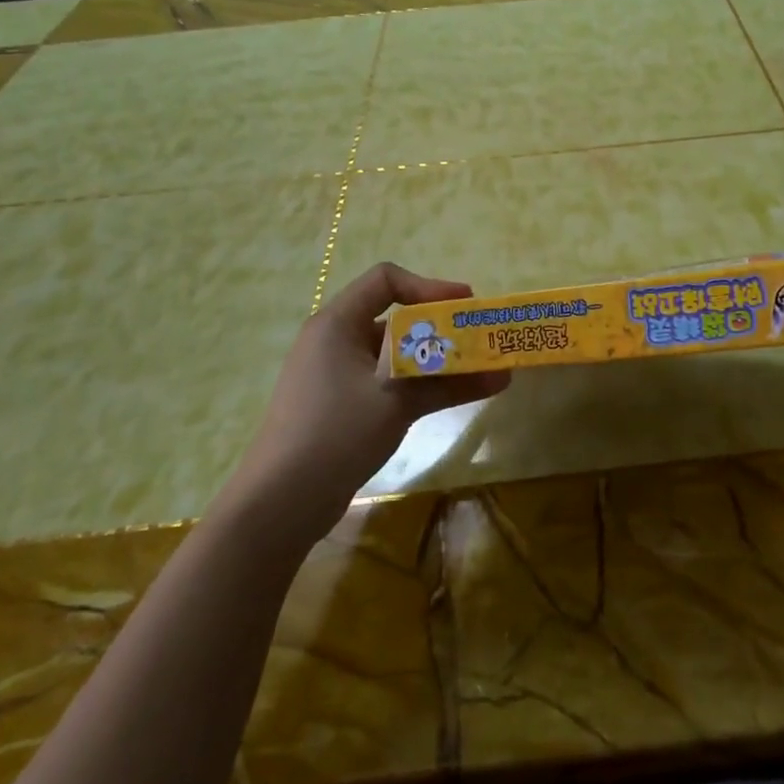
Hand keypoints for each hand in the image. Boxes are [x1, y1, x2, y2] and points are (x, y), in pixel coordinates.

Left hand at [227, 263, 509, 538]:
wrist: (279, 503)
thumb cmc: (337, 433)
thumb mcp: (398, 402)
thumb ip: (451, 383)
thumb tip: (504, 375)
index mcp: (337, 323)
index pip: (386, 280)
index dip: (429, 286)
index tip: (467, 305)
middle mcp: (334, 339)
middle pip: (394, 317)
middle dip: (440, 327)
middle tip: (478, 340)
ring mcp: (334, 373)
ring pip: (393, 353)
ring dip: (433, 359)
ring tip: (475, 372)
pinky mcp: (339, 403)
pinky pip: (385, 379)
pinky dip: (416, 383)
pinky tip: (447, 398)